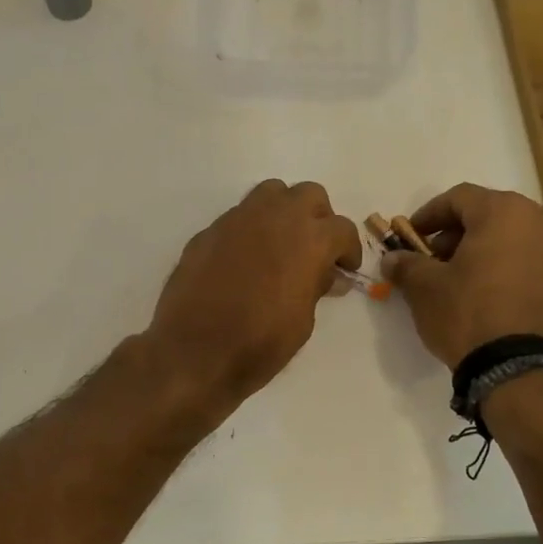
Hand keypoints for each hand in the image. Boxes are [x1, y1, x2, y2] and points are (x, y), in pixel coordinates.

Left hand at [146, 180, 362, 411]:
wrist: (194, 350)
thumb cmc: (259, 343)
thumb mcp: (303, 321)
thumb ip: (316, 287)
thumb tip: (325, 274)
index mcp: (309, 239)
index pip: (342, 228)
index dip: (348, 249)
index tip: (344, 269)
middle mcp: (275, 217)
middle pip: (309, 195)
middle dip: (318, 218)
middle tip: (314, 249)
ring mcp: (237, 219)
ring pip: (270, 193)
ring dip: (283, 212)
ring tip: (280, 244)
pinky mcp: (208, 231)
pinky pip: (238, 217)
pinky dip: (250, 230)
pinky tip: (244, 260)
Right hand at [382, 184, 542, 367]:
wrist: (522, 368)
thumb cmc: (468, 313)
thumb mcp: (424, 288)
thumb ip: (406, 264)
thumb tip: (393, 258)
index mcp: (504, 212)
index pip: (459, 198)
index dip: (429, 214)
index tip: (410, 236)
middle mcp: (541, 223)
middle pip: (491, 216)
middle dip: (458, 234)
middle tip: (434, 259)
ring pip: (515, 240)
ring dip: (486, 252)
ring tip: (462, 281)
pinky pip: (533, 265)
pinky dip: (509, 272)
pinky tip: (491, 298)